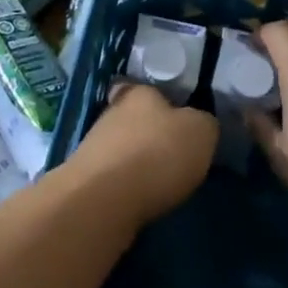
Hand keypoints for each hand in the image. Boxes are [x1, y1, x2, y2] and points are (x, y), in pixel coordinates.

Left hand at [70, 82, 217, 224]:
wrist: (103, 199)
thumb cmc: (157, 154)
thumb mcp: (200, 132)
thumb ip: (203, 123)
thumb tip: (198, 125)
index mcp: (139, 93)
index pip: (145, 88)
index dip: (159, 102)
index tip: (174, 120)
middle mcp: (111, 112)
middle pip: (132, 118)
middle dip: (149, 134)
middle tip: (172, 154)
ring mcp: (92, 146)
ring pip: (120, 147)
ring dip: (136, 161)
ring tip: (158, 182)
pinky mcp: (84, 178)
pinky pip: (111, 176)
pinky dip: (124, 185)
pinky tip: (139, 198)